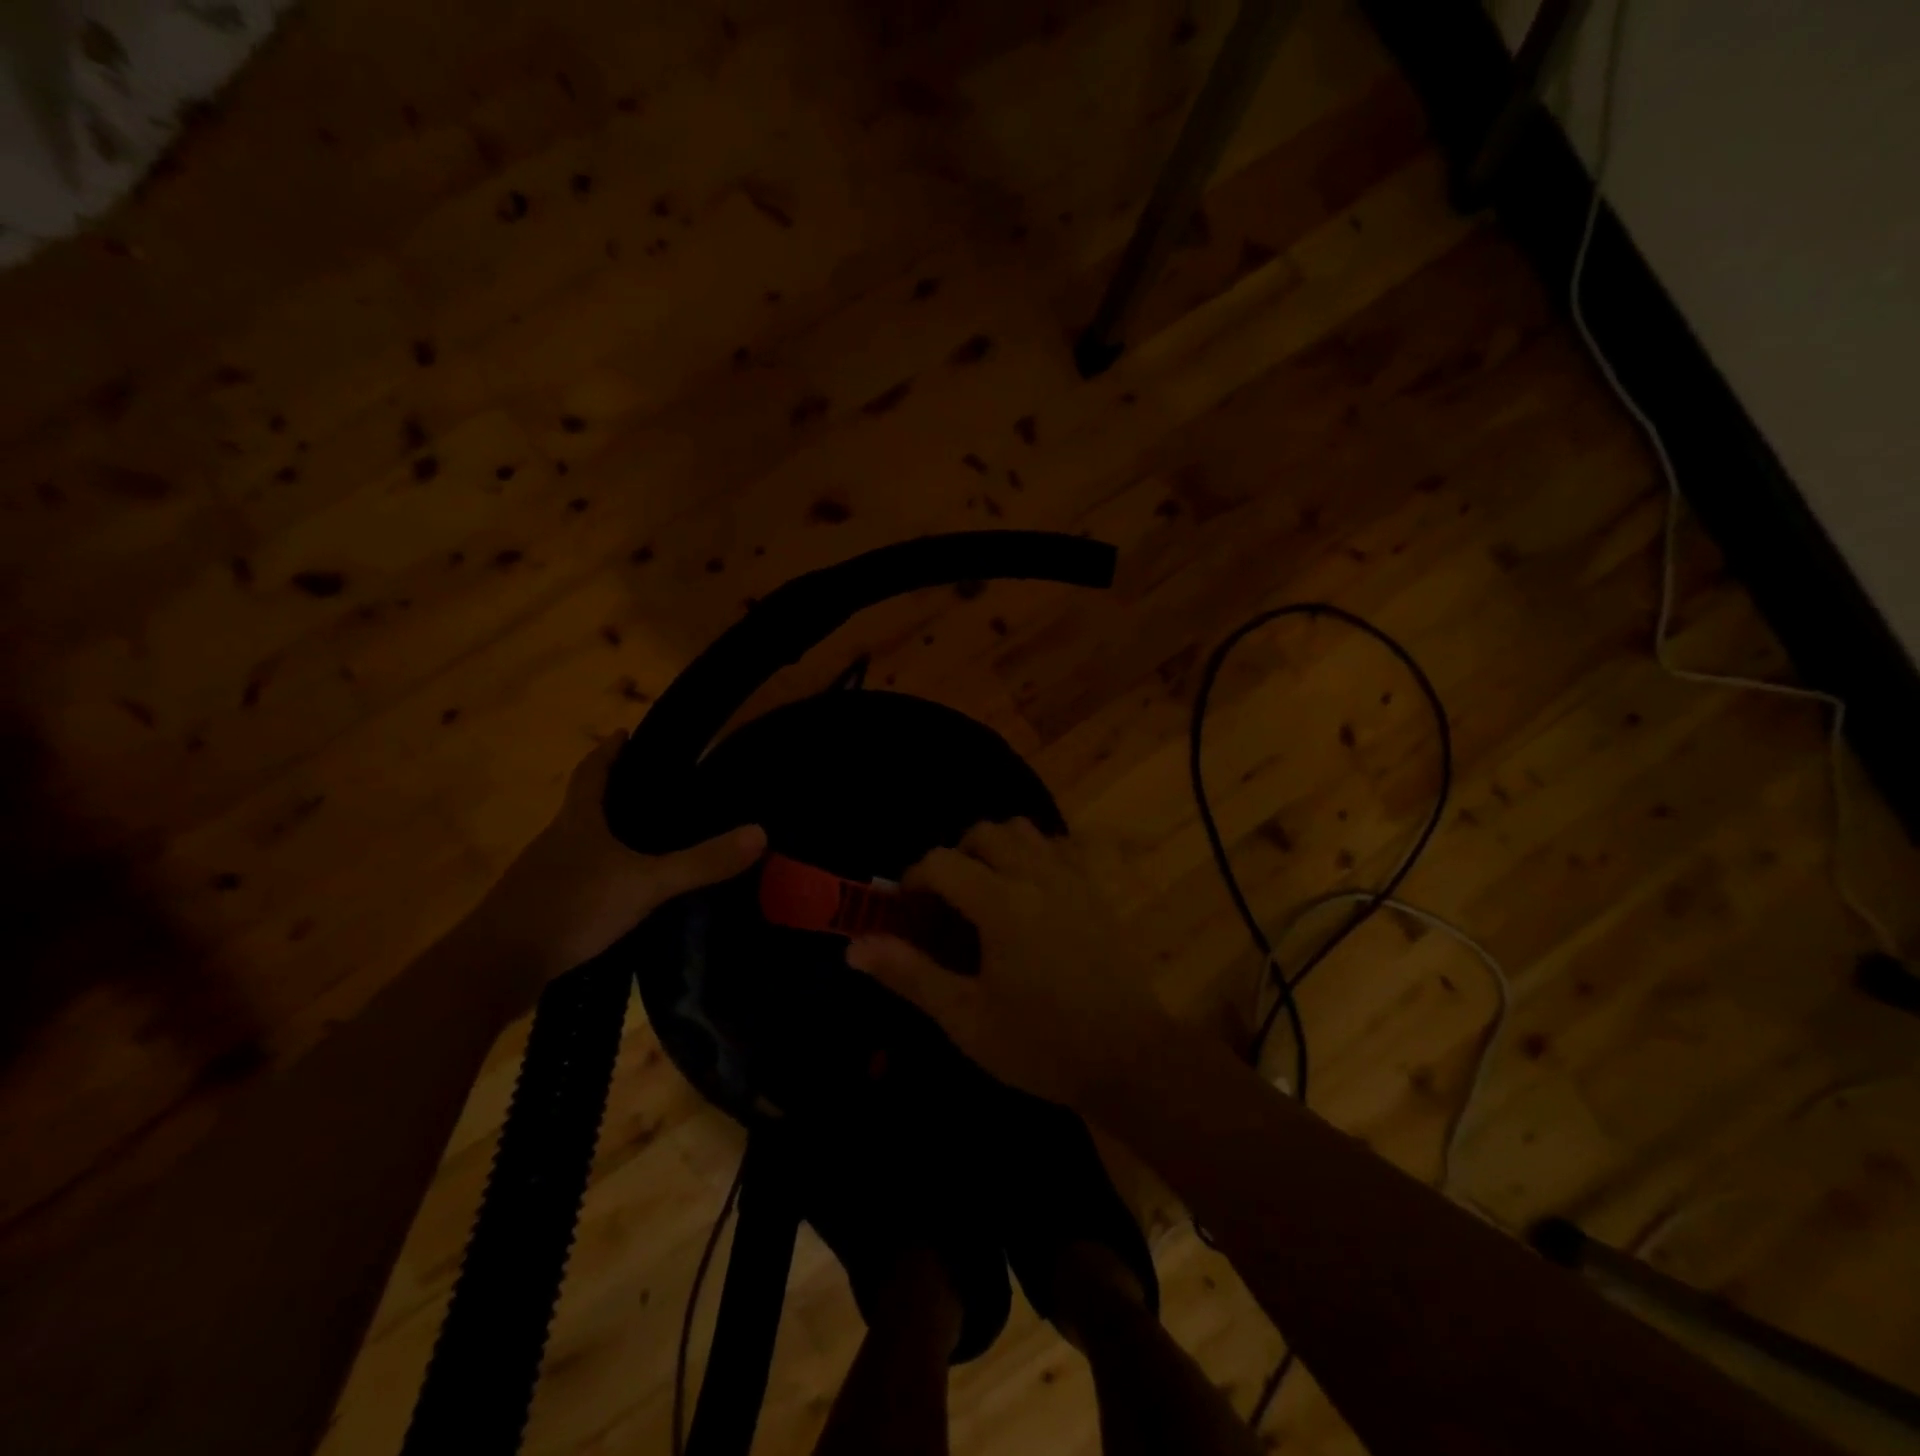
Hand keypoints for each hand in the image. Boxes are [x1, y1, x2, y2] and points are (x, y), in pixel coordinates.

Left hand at [476, 734, 765, 1003]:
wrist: (493, 969)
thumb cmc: (570, 908)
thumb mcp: (646, 883)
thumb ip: (701, 862)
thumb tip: (760, 833)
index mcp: (578, 822)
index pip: (593, 772)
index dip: (611, 752)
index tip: (626, 734)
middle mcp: (557, 841)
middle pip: (586, 806)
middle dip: (616, 795)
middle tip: (657, 792)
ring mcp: (542, 877)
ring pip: (581, 846)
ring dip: (608, 838)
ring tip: (648, 843)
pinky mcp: (538, 910)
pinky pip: (576, 881)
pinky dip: (599, 877)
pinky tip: (622, 895)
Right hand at [846, 819, 1174, 1110]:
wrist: (1128, 1059)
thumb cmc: (1041, 1044)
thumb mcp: (966, 1018)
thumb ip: (910, 974)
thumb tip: (854, 947)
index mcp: (1001, 903)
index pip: (941, 862)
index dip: (913, 879)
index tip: (906, 911)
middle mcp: (1037, 875)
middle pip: (984, 833)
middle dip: (954, 857)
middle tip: (946, 902)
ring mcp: (1072, 878)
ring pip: (1023, 832)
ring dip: (995, 849)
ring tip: (985, 892)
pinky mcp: (1095, 891)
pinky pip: (1057, 848)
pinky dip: (1032, 856)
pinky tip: (1029, 896)